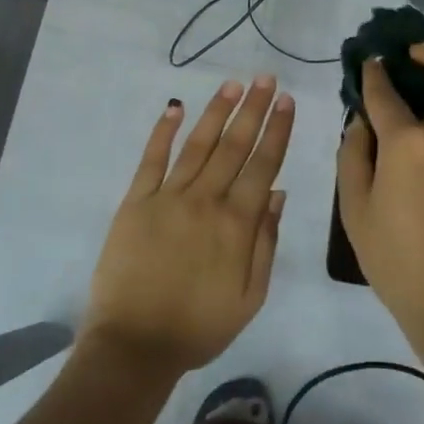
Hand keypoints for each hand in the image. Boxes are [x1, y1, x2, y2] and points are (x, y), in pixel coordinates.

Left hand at [84, 76, 293, 374]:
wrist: (135, 344)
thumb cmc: (199, 327)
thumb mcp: (250, 296)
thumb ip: (266, 242)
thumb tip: (278, 194)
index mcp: (237, 224)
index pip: (263, 165)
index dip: (277, 131)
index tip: (287, 102)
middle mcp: (205, 200)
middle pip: (234, 146)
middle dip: (253, 110)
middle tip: (266, 79)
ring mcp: (167, 197)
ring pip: (198, 145)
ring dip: (217, 112)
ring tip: (233, 85)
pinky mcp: (136, 202)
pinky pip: (151, 159)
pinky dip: (163, 131)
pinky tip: (175, 107)